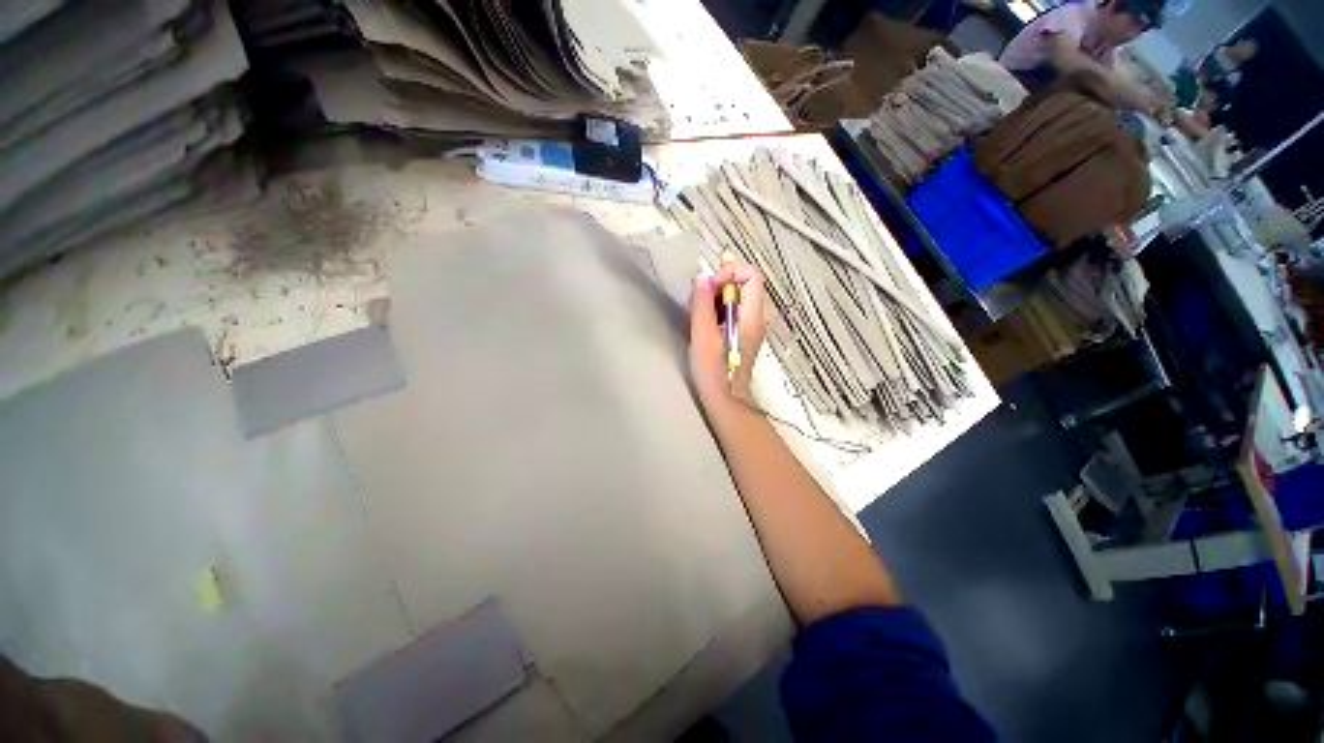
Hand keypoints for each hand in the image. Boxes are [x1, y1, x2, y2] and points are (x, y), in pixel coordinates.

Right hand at [689, 260, 767, 408]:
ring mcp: (751, 327)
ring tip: (699, 313)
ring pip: (739, 298)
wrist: (725, 399)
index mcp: (751, 317)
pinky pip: (735, 311)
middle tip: (700, 299)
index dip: (731, 272)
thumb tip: (702, 280)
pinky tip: (705, 324)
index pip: (753, 276)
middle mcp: (756, 318)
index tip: (710, 285)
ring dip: (718, 298)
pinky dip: (719, 309)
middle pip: (746, 285)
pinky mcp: (743, 334)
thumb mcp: (702, 336)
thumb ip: (702, 305)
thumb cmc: (714, 371)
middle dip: (721, 284)